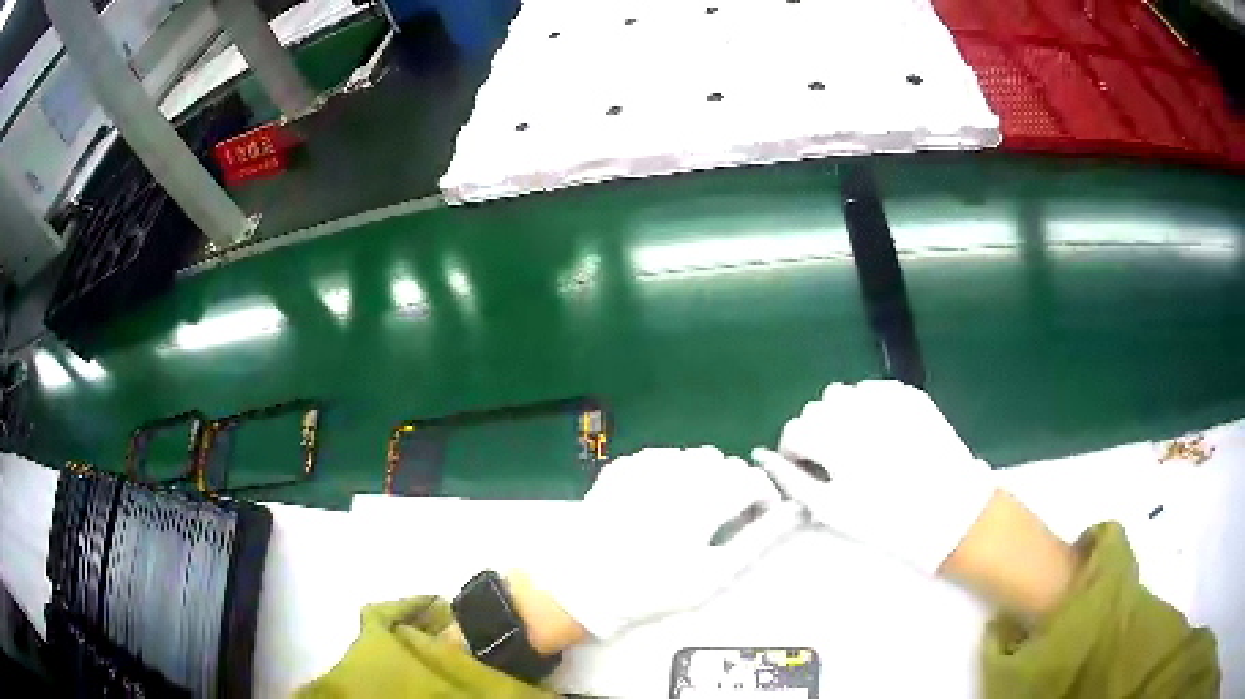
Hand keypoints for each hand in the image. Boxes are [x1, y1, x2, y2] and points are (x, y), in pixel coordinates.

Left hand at [525, 446, 805, 639]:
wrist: (581, 586)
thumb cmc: (653, 589)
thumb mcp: (715, 574)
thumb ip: (760, 538)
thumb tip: (795, 511)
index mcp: (702, 498)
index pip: (751, 479)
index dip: (762, 498)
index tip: (756, 519)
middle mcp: (675, 472)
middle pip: (724, 463)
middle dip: (732, 487)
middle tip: (722, 520)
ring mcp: (643, 466)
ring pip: (693, 456)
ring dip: (703, 477)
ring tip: (692, 511)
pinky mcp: (621, 467)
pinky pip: (661, 457)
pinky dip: (671, 473)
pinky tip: (660, 502)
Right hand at [753, 380, 995, 574]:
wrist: (952, 512)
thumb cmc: (888, 521)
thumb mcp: (833, 509)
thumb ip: (792, 479)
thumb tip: (762, 455)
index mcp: (836, 440)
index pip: (795, 430)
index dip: (794, 451)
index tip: (807, 469)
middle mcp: (858, 409)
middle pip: (817, 408)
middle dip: (818, 432)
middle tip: (835, 461)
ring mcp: (887, 397)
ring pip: (844, 393)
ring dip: (841, 415)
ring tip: (858, 444)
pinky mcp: (910, 395)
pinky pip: (874, 390)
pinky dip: (869, 407)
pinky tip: (882, 433)